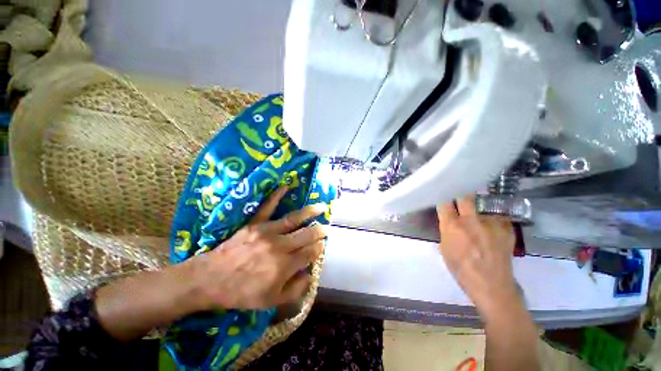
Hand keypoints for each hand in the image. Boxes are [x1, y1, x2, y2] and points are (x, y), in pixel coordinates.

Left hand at [189, 186, 327, 309]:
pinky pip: (268, 207)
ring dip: (311, 212)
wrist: (210, 280)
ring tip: (322, 207)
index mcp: (285, 266)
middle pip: (307, 235)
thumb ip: (296, 289)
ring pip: (295, 219)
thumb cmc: (242, 293)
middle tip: (326, 229)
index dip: (319, 249)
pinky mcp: (255, 224)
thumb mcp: (271, 302)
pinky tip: (286, 186)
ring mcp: (267, 232)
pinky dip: (277, 196)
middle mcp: (280, 246)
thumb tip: (310, 274)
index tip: (321, 247)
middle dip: (320, 231)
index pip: (311, 253)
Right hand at [436, 195, 517, 317]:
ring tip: (479, 220)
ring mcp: (491, 224)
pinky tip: (492, 230)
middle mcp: (472, 221)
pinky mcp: (506, 229)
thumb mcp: (445, 249)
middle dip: (461, 196)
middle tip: (460, 199)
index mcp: (453, 226)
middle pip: (465, 197)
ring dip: (478, 211)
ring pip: (483, 207)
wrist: (491, 286)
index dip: (444, 199)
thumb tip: (448, 221)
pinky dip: (492, 221)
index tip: (444, 199)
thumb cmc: (461, 269)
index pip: (445, 203)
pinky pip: (497, 218)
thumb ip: (446, 231)